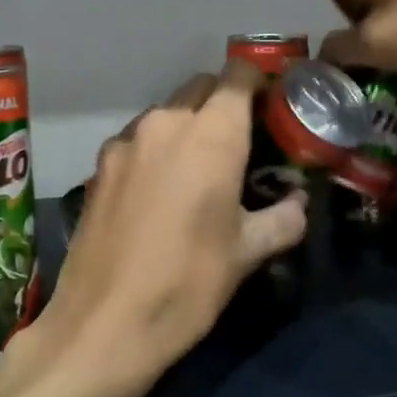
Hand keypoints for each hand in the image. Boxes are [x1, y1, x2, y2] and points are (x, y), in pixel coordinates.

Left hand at [31, 62, 307, 396]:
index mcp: (212, 134)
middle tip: (240, 143)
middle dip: (223, 103)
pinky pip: (137, 140)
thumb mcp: (248, 253)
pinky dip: (155, 150)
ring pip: (166, 113)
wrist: (105, 323)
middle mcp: (166, 123)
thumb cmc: (189, 282)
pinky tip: (157, 192)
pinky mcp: (99, 166)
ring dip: (187, 126)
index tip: (270, 105)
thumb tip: (298, 203)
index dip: (257, 81)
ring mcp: (125, 142)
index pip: (238, 74)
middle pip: (201, 87)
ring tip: (198, 171)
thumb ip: (283, 218)